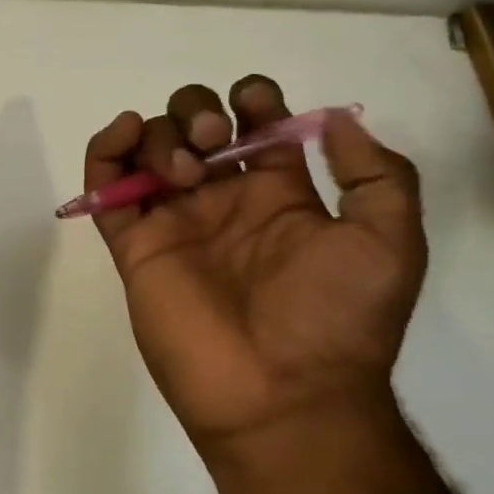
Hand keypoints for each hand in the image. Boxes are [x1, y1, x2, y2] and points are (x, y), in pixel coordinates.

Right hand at [84, 75, 424, 457]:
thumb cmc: (337, 318)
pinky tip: (126, 135)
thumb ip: (376, 174)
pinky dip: (105, 149)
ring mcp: (174, 221)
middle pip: (193, 124)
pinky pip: (104, 186)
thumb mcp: (389, 242)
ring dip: (161, 133)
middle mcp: (221, 200)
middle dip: (196, 110)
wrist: (283, 396)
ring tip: (184, 171)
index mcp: (278, 194)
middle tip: (213, 138)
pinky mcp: (134, 245)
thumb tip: (334, 120)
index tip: (253, 105)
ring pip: (150, 147)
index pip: (254, 123)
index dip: (251, 98)